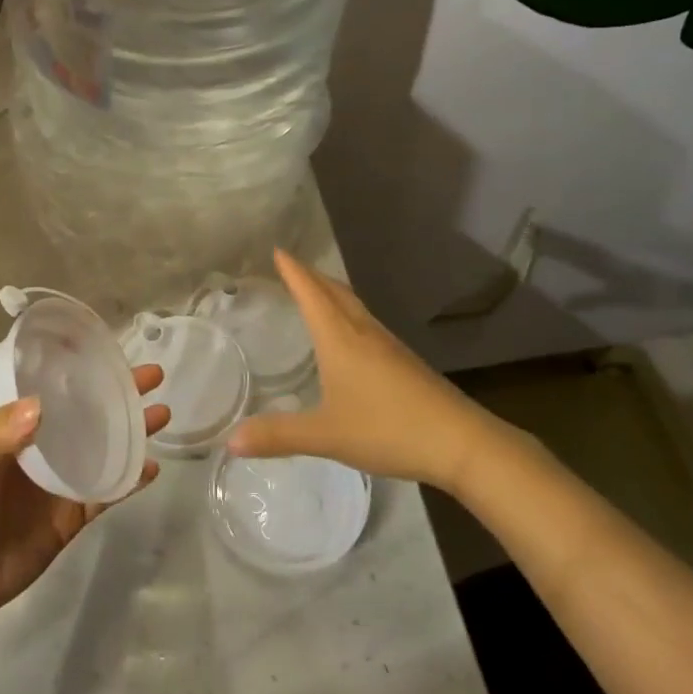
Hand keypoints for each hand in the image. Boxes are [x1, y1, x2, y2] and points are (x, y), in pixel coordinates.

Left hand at [0, 368, 169, 626]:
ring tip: (162, 414)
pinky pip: (104, 494)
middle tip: (153, 376)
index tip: (113, 356)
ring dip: (131, 433)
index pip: (55, 393)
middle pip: (87, 417)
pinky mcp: (69, 520)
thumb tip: (42, 403)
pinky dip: (128, 480)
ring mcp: (58, 485)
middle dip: (118, 396)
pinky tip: (150, 467)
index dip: (82, 374)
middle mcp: (41, 451)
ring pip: (102, 451)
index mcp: (14, 431)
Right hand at [227, 250, 479, 487]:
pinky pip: (367, 323)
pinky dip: (348, 314)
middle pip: (335, 292)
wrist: (461, 442)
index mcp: (341, 339)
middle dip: (312, 276)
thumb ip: (278, 436)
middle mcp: (364, 333)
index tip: (279, 251)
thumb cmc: (388, 429)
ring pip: (355, 306)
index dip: (294, 272)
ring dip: (332, 293)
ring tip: (316, 292)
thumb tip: (231, 441)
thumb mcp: (326, 435)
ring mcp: (389, 346)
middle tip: (291, 266)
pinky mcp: (405, 363)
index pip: (311, 294)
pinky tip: (350, 336)